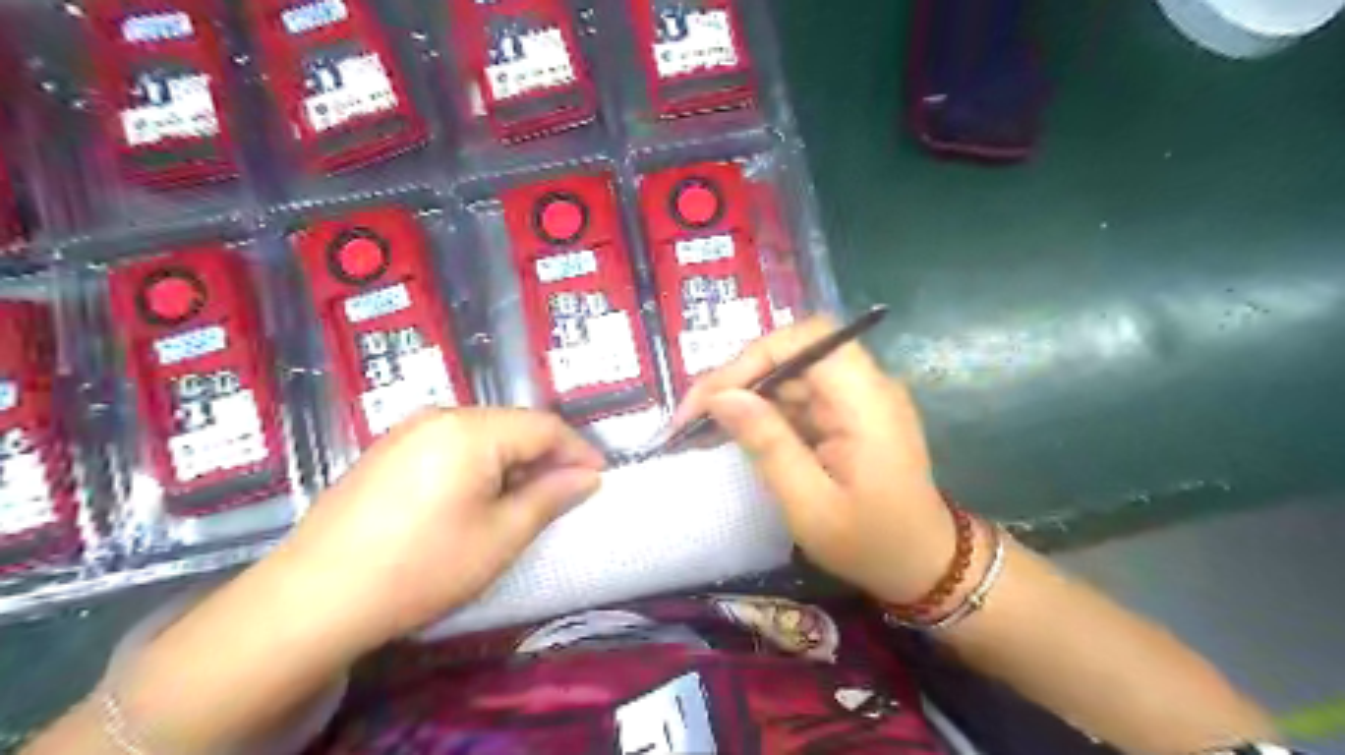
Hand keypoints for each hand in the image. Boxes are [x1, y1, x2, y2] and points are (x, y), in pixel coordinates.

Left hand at [279, 407, 600, 647]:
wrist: (312, 599)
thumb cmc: (421, 568)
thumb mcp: (500, 537)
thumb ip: (550, 498)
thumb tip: (588, 477)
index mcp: (472, 430)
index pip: (544, 427)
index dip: (578, 451)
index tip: (599, 479)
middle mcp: (440, 416)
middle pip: (513, 425)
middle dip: (546, 456)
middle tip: (565, 493)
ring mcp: (408, 431)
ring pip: (483, 434)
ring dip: (513, 460)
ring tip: (526, 498)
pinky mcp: (388, 450)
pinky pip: (452, 444)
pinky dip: (480, 464)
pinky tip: (478, 497)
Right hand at [685, 316, 955, 603]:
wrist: (924, 566)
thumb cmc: (871, 543)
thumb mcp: (811, 505)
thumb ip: (768, 445)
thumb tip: (721, 398)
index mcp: (866, 401)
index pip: (806, 341)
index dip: (753, 358)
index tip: (710, 398)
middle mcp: (864, 386)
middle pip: (792, 355)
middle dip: (737, 380)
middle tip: (690, 418)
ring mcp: (856, 398)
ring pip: (788, 376)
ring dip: (743, 397)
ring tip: (697, 429)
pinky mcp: (845, 414)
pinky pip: (796, 399)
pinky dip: (760, 413)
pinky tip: (729, 433)